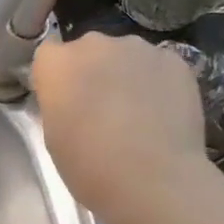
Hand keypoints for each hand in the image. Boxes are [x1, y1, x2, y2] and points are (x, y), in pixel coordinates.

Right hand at [31, 33, 209, 212]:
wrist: (154, 179)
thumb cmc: (90, 165)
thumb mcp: (54, 136)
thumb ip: (59, 103)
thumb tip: (74, 98)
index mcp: (58, 64)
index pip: (48, 55)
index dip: (56, 77)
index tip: (64, 100)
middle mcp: (95, 44)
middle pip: (88, 50)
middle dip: (92, 71)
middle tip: (100, 107)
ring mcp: (138, 48)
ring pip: (125, 55)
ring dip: (125, 74)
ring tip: (136, 112)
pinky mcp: (175, 60)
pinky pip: (157, 65)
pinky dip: (156, 82)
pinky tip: (161, 113)